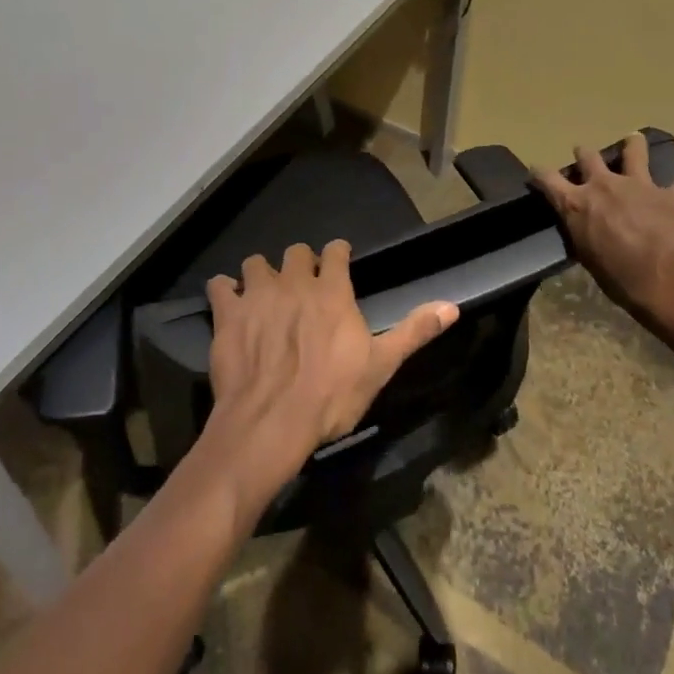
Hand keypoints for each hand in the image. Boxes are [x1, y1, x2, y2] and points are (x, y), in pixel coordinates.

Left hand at [202, 240, 457, 510]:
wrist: (271, 422)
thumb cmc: (331, 396)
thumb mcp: (381, 366)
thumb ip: (414, 331)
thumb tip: (452, 305)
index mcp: (332, 291)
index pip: (336, 251)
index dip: (337, 254)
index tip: (338, 262)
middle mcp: (295, 282)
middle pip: (296, 252)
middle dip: (300, 264)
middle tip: (302, 287)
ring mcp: (258, 295)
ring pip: (256, 263)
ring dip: (261, 274)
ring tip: (265, 295)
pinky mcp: (228, 313)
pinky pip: (220, 286)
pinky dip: (224, 292)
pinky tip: (230, 306)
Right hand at [531, 132, 673, 328]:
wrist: (670, 280)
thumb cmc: (621, 279)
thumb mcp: (589, 258)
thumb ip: (586, 235)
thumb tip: (587, 230)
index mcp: (577, 204)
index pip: (548, 179)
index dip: (539, 173)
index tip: (536, 171)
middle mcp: (604, 186)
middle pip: (588, 157)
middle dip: (583, 154)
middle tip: (583, 153)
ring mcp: (639, 186)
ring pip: (634, 152)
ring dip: (633, 145)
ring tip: (634, 139)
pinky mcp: (672, 195)